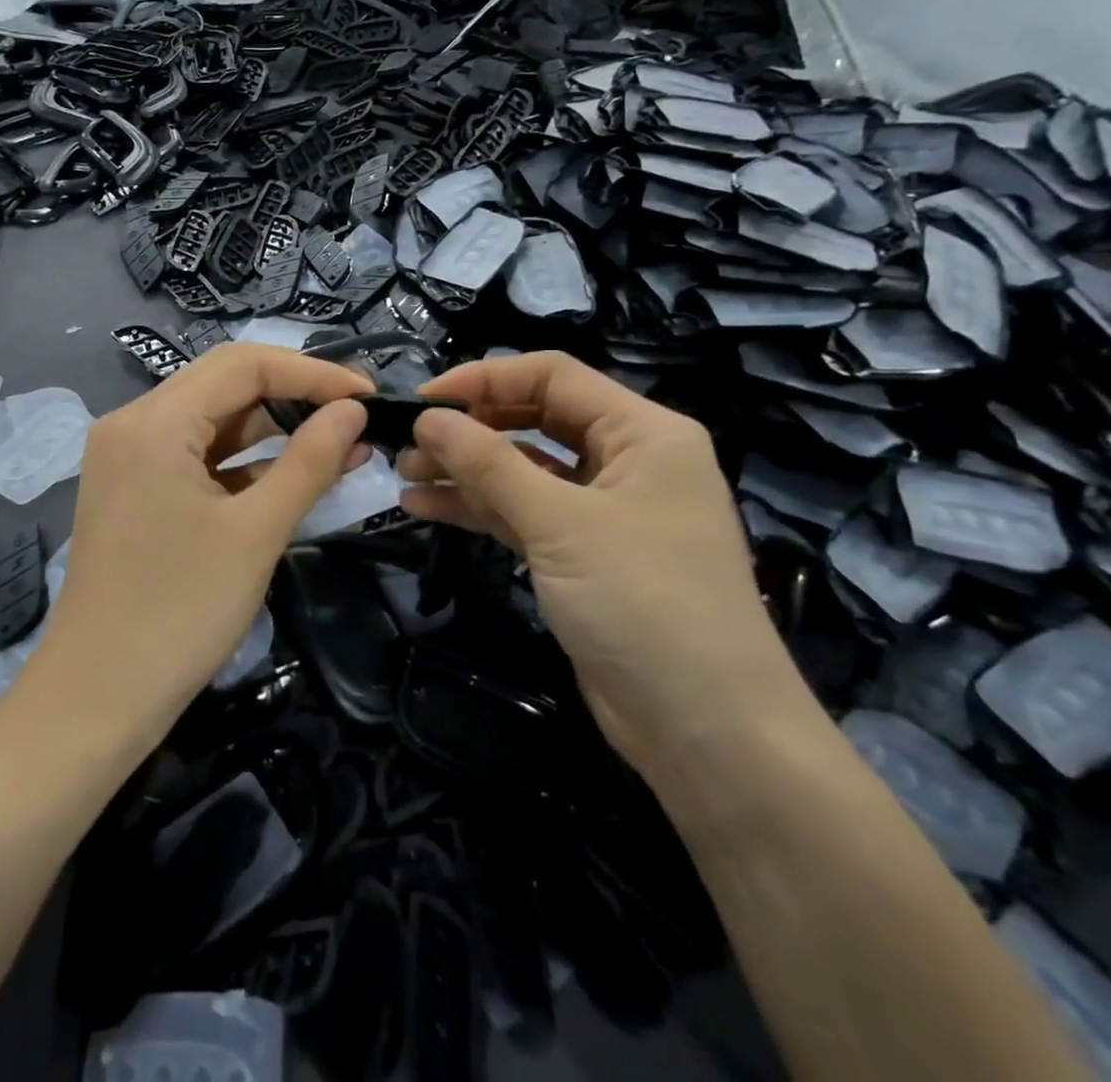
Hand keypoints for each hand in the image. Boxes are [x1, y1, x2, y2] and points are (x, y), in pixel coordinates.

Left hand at [28, 344, 372, 742]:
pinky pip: (195, 452)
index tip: (368, 394)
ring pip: (212, 417)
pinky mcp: (133, 487)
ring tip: (339, 439)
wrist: (98, 696)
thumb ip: (309, 460)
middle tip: (356, 411)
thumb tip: (353, 410)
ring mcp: (128, 455)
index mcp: (154, 421)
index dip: (313, 372)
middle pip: (225, 381)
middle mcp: (132, 422)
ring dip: (272, 425)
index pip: (244, 364)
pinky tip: (293, 470)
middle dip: (295, 391)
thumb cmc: (181, 612)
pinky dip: (243, 458)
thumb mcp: (257, 532)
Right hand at [396, 353, 811, 780]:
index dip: (485, 379)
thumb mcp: (560, 524)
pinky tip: (425, 506)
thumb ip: (489, 464)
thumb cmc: (645, 604)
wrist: (707, 733)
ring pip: (523, 470)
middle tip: (408, 444)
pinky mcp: (582, 555)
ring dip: (465, 470)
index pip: (553, 377)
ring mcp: (603, 511)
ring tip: (404, 474)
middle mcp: (626, 461)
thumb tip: (428, 418)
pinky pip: (523, 514)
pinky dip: (478, 509)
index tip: (424, 402)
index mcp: (643, 432)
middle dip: (470, 429)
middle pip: (535, 420)